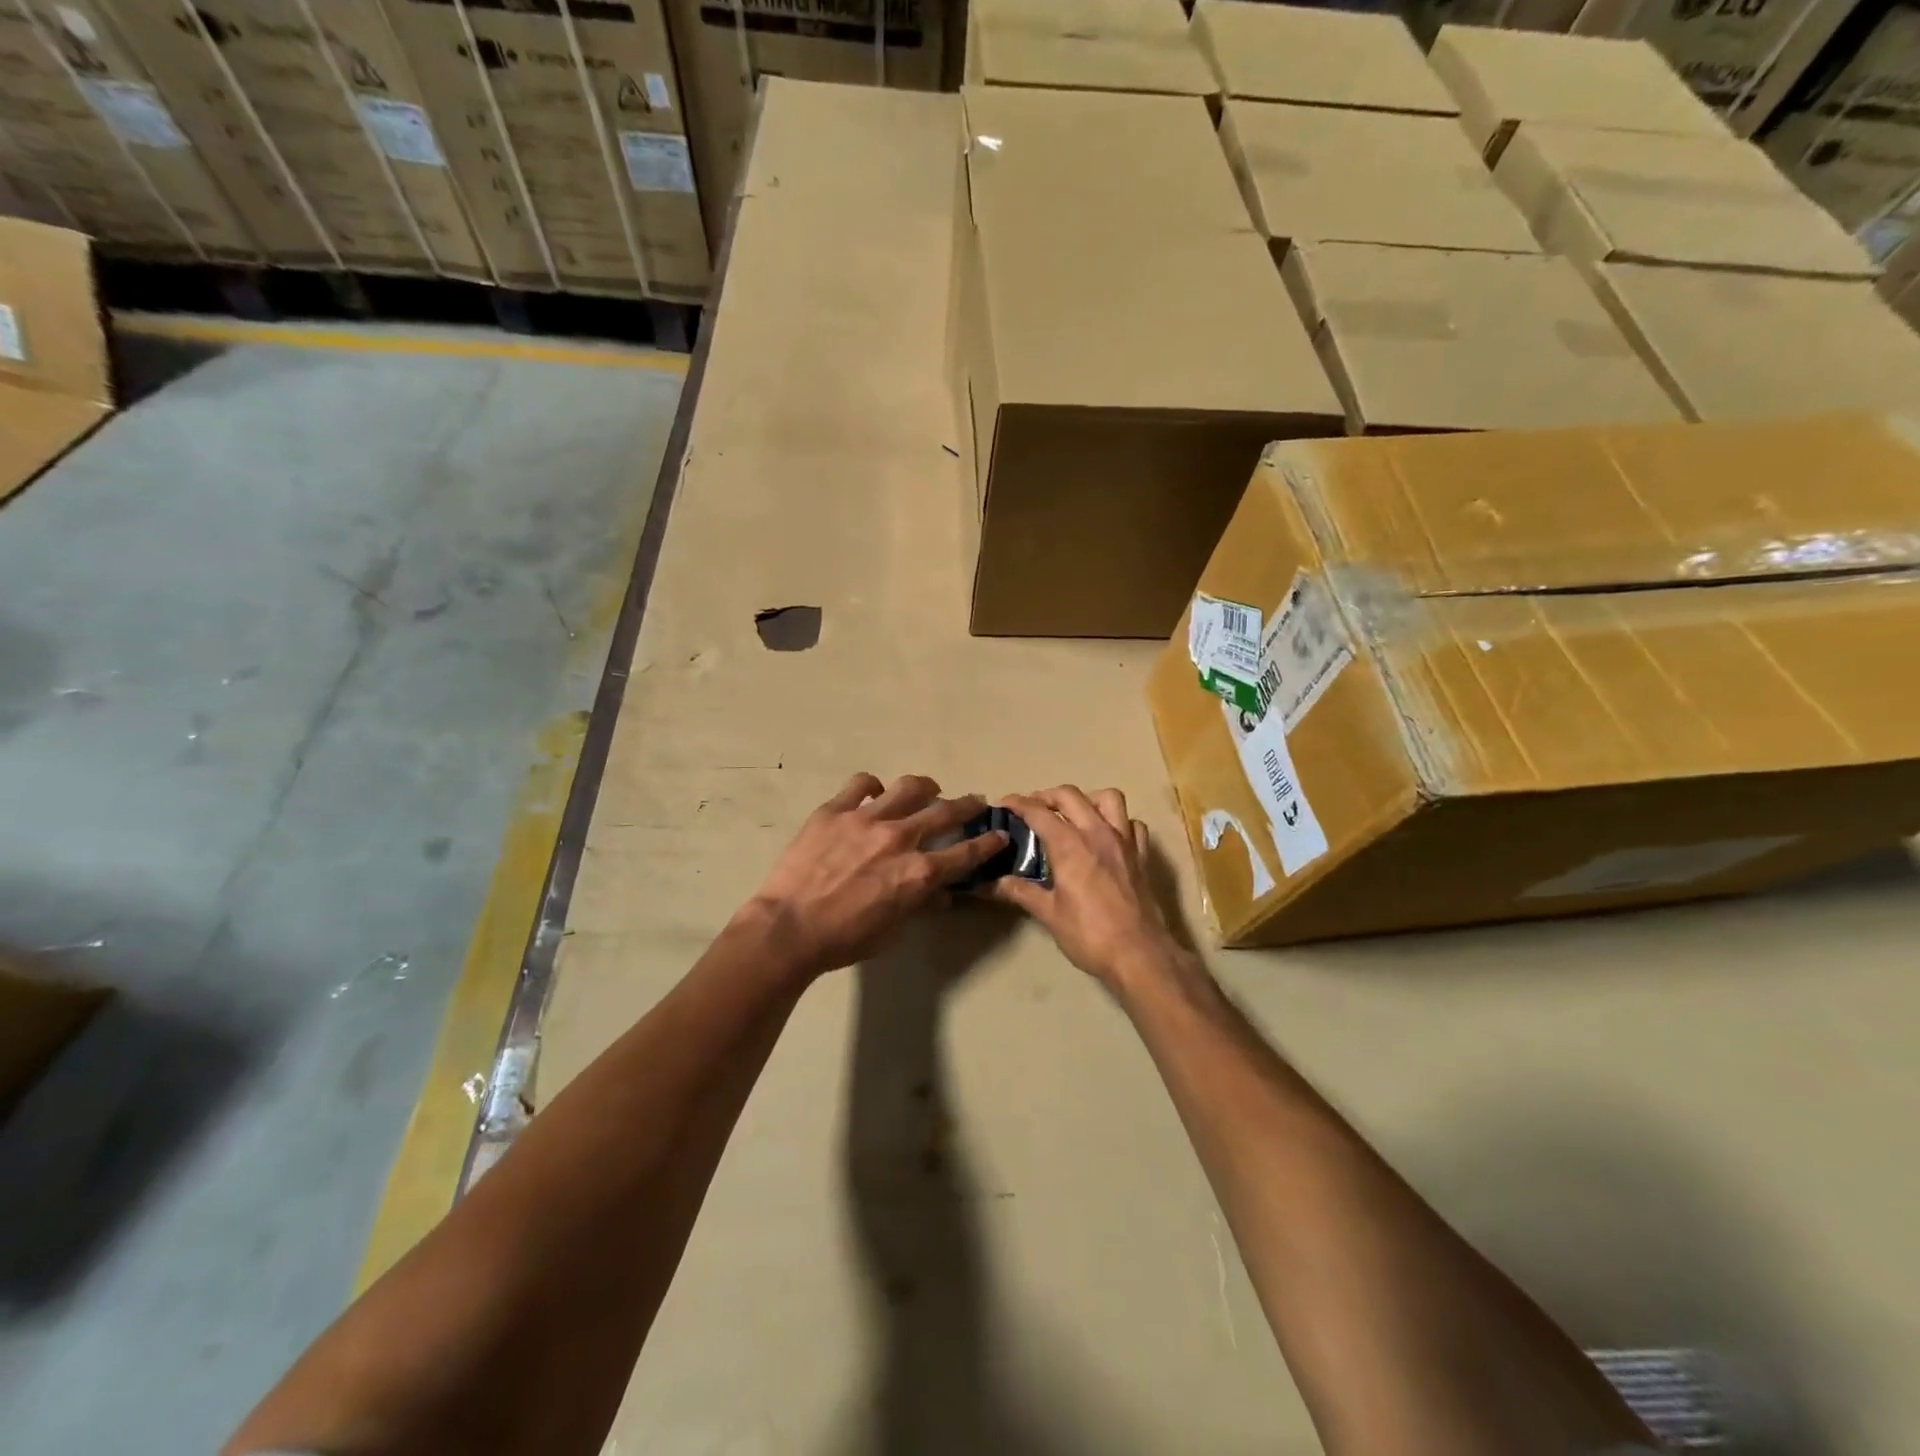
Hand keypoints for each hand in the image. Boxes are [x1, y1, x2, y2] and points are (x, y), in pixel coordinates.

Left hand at [744, 773, 1006, 977]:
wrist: (788, 928)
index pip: (966, 854)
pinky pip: (861, 784)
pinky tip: (873, 794)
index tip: (999, 835)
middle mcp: (900, 838)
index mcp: (918, 872)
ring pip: (908, 787)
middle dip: (968, 805)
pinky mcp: (834, 810)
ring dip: (925, 787)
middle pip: (945, 811)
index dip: (987, 844)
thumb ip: (920, 905)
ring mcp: (866, 819)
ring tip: (928, 788)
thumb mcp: (892, 931)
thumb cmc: (843, 939)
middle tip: (976, 800)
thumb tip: (941, 896)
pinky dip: (873, 787)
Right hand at [990, 786, 1186, 989]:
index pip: (1038, 812)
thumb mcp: (1048, 914)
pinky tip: (1107, 835)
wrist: (1139, 955)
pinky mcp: (1142, 855)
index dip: (1018, 804)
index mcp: (1070, 845)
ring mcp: (1124, 841)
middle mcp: (1097, 833)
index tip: (1003, 804)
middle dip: (1047, 795)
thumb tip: (990, 884)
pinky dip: (1118, 821)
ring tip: (1074, 814)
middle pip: (1070, 795)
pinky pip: (1132, 823)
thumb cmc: (1089, 935)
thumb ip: (1020, 892)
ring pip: (1108, 798)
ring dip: (1087, 799)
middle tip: (1033, 809)